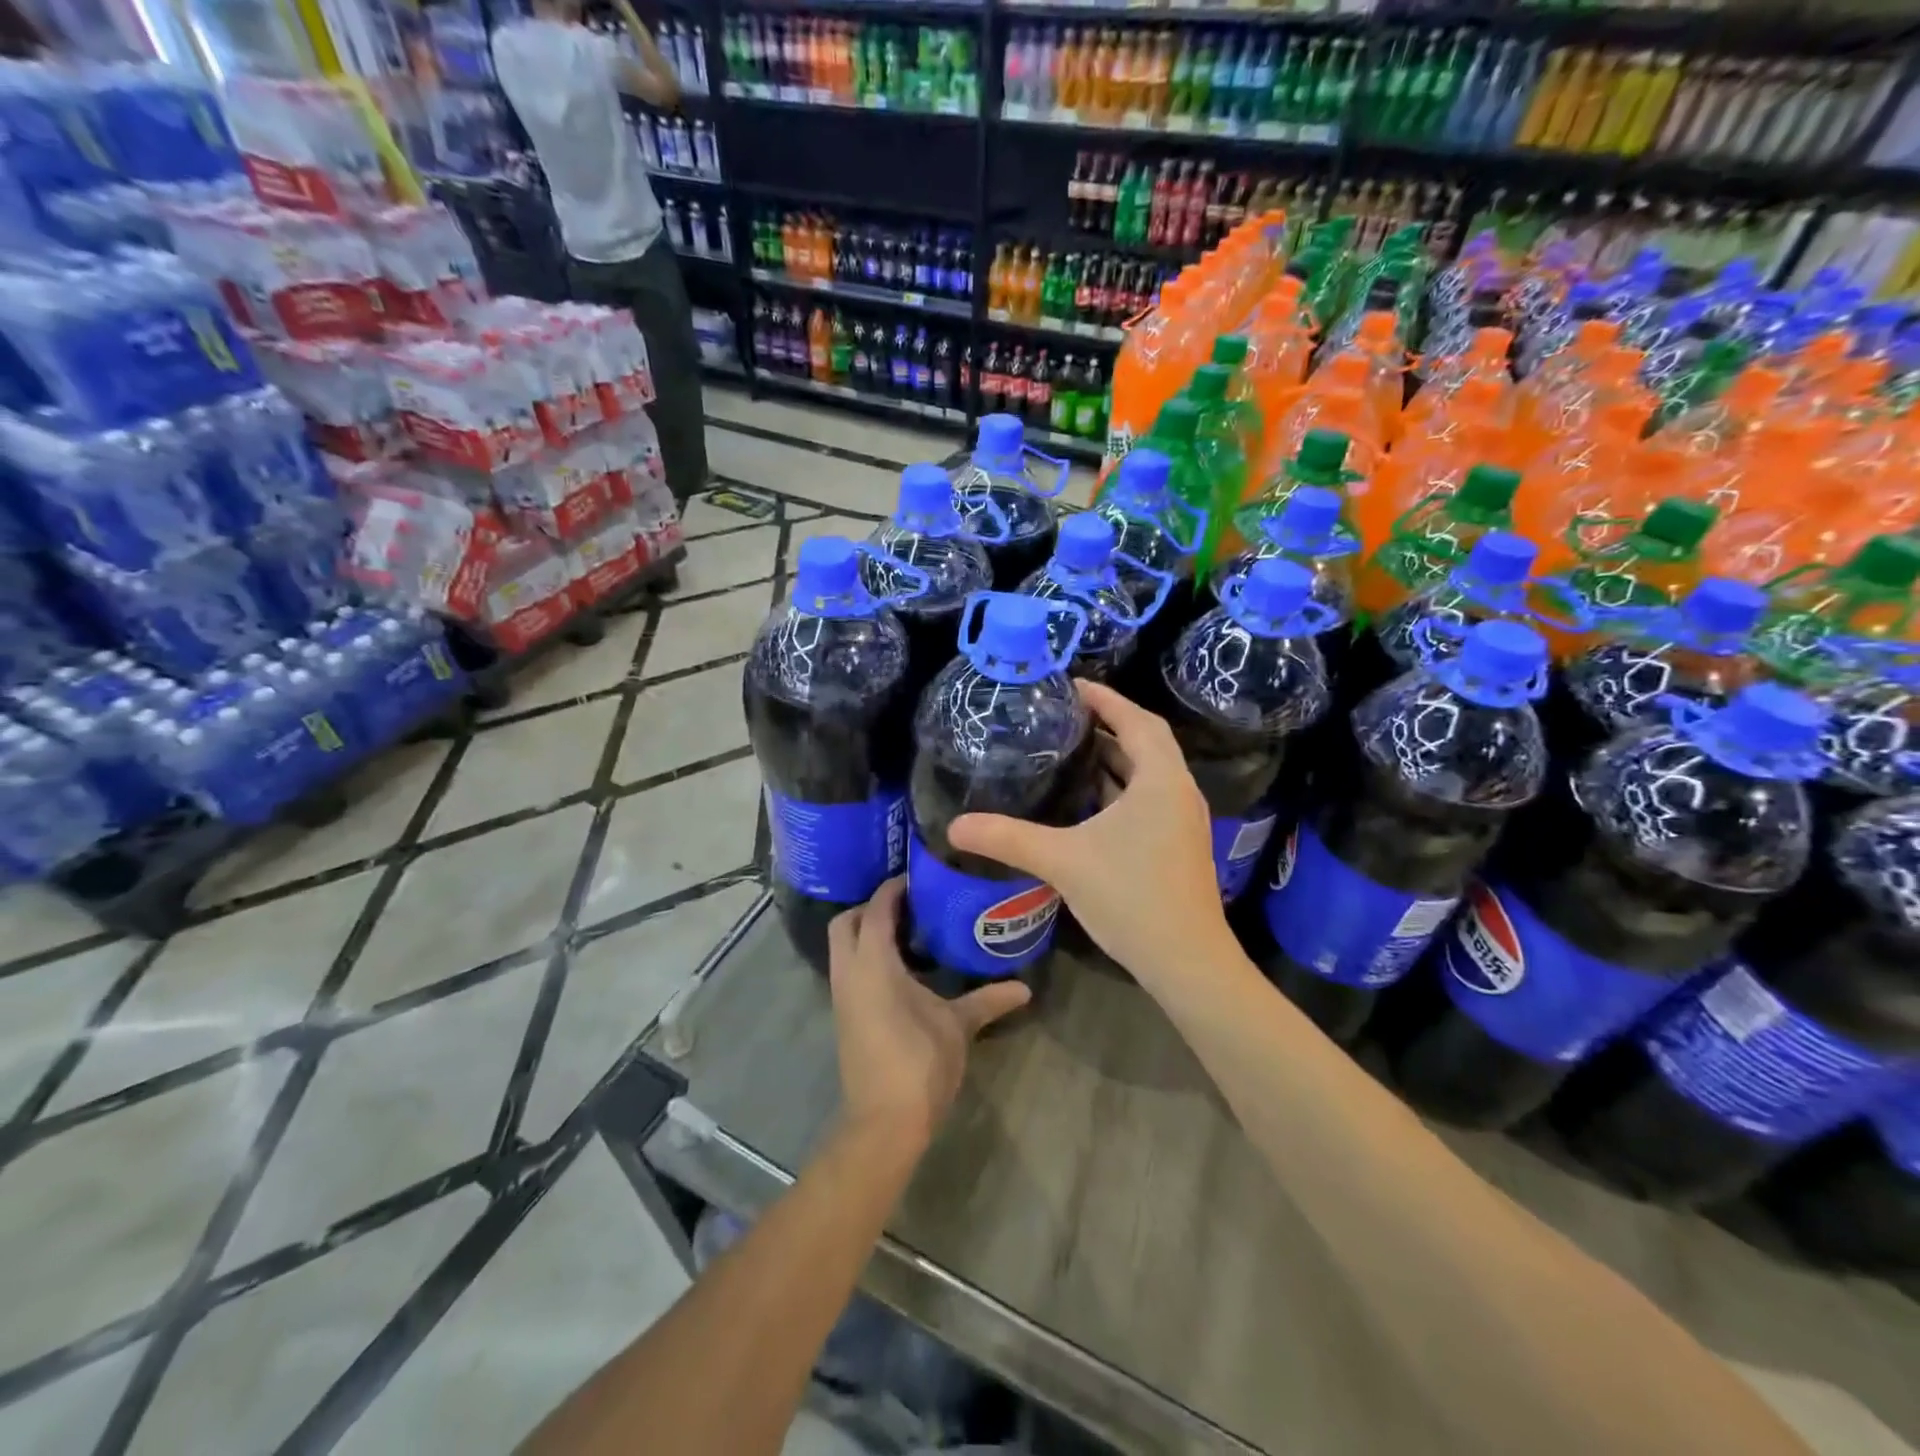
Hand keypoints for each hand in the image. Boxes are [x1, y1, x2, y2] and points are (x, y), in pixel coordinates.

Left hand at [828, 878, 1029, 1153]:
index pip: (876, 909)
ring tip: (908, 930)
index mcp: (873, 964)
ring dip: (865, 932)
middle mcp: (849, 973)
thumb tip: (1025, 988)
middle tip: (909, 905)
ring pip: (842, 947)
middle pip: (845, 923)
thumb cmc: (920, 1063)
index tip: (920, 877)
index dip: (894, 889)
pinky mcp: (844, 1015)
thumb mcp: (959, 1026)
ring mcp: (842, 996)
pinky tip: (900, 967)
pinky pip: (847, 969)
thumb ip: (989, 1000)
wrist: (884, 1122)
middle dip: (870, 907)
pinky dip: (865, 956)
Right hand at [947, 680, 1230, 987]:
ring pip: (1147, 774)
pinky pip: (1147, 799)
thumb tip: (954, 827)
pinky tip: (1086, 802)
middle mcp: (1178, 792)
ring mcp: (1181, 821)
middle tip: (1063, 717)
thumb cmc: (1131, 897)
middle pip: (1145, 742)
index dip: (1105, 698)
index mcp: (1161, 780)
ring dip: (1114, 759)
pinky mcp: (1176, 845)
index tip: (1070, 685)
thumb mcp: (1063, 861)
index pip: (1136, 720)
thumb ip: (1008, 838)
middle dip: (1107, 725)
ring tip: (1069, 751)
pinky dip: (1119, 789)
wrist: (1186, 962)